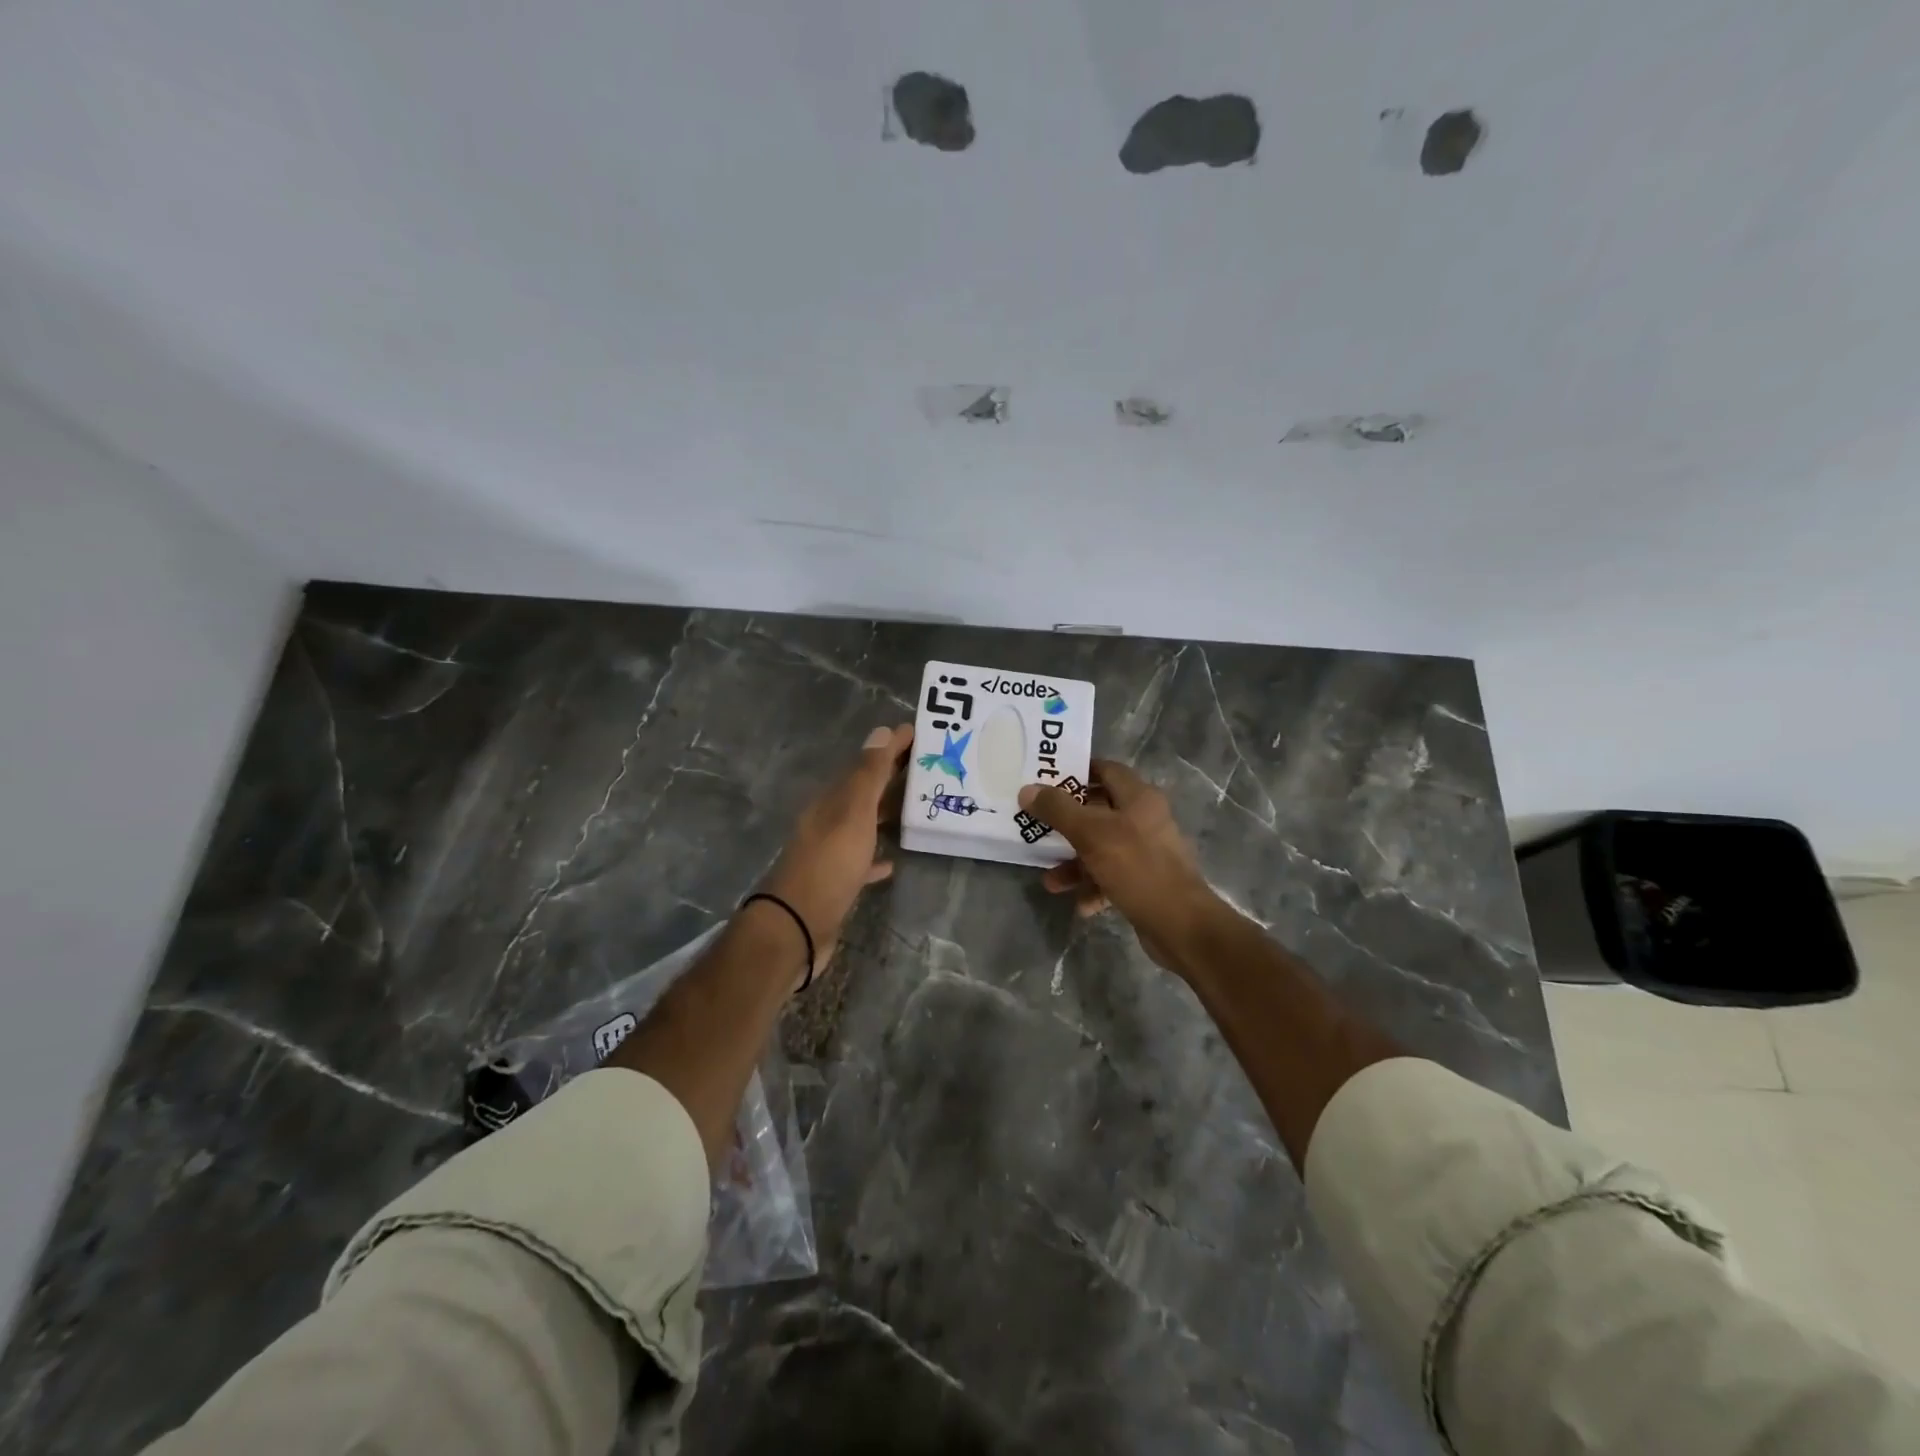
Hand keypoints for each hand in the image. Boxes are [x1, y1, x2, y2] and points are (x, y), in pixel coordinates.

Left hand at [759, 724, 911, 981]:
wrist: (797, 927)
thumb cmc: (829, 865)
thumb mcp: (852, 814)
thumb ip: (868, 775)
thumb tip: (882, 731)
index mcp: (832, 801)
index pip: (866, 764)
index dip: (891, 748)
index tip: (920, 733)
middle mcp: (829, 821)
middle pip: (865, 792)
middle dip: (893, 777)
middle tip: (930, 767)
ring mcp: (831, 853)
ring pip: (864, 823)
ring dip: (887, 813)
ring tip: (919, 807)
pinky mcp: (836, 883)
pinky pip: (862, 860)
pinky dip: (877, 855)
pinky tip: (893, 860)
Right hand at [1022, 759, 1218, 972]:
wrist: (1181, 925)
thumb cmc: (1137, 867)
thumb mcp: (1091, 834)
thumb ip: (1058, 810)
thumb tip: (1027, 789)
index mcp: (1139, 798)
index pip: (1106, 770)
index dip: (1077, 771)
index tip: (1046, 780)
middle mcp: (1145, 819)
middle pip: (1099, 811)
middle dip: (1067, 824)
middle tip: (1039, 827)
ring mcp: (1147, 852)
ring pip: (1102, 848)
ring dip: (1075, 863)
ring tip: (1051, 881)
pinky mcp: (1146, 881)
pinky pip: (1112, 877)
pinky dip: (1093, 887)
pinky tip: (1079, 904)